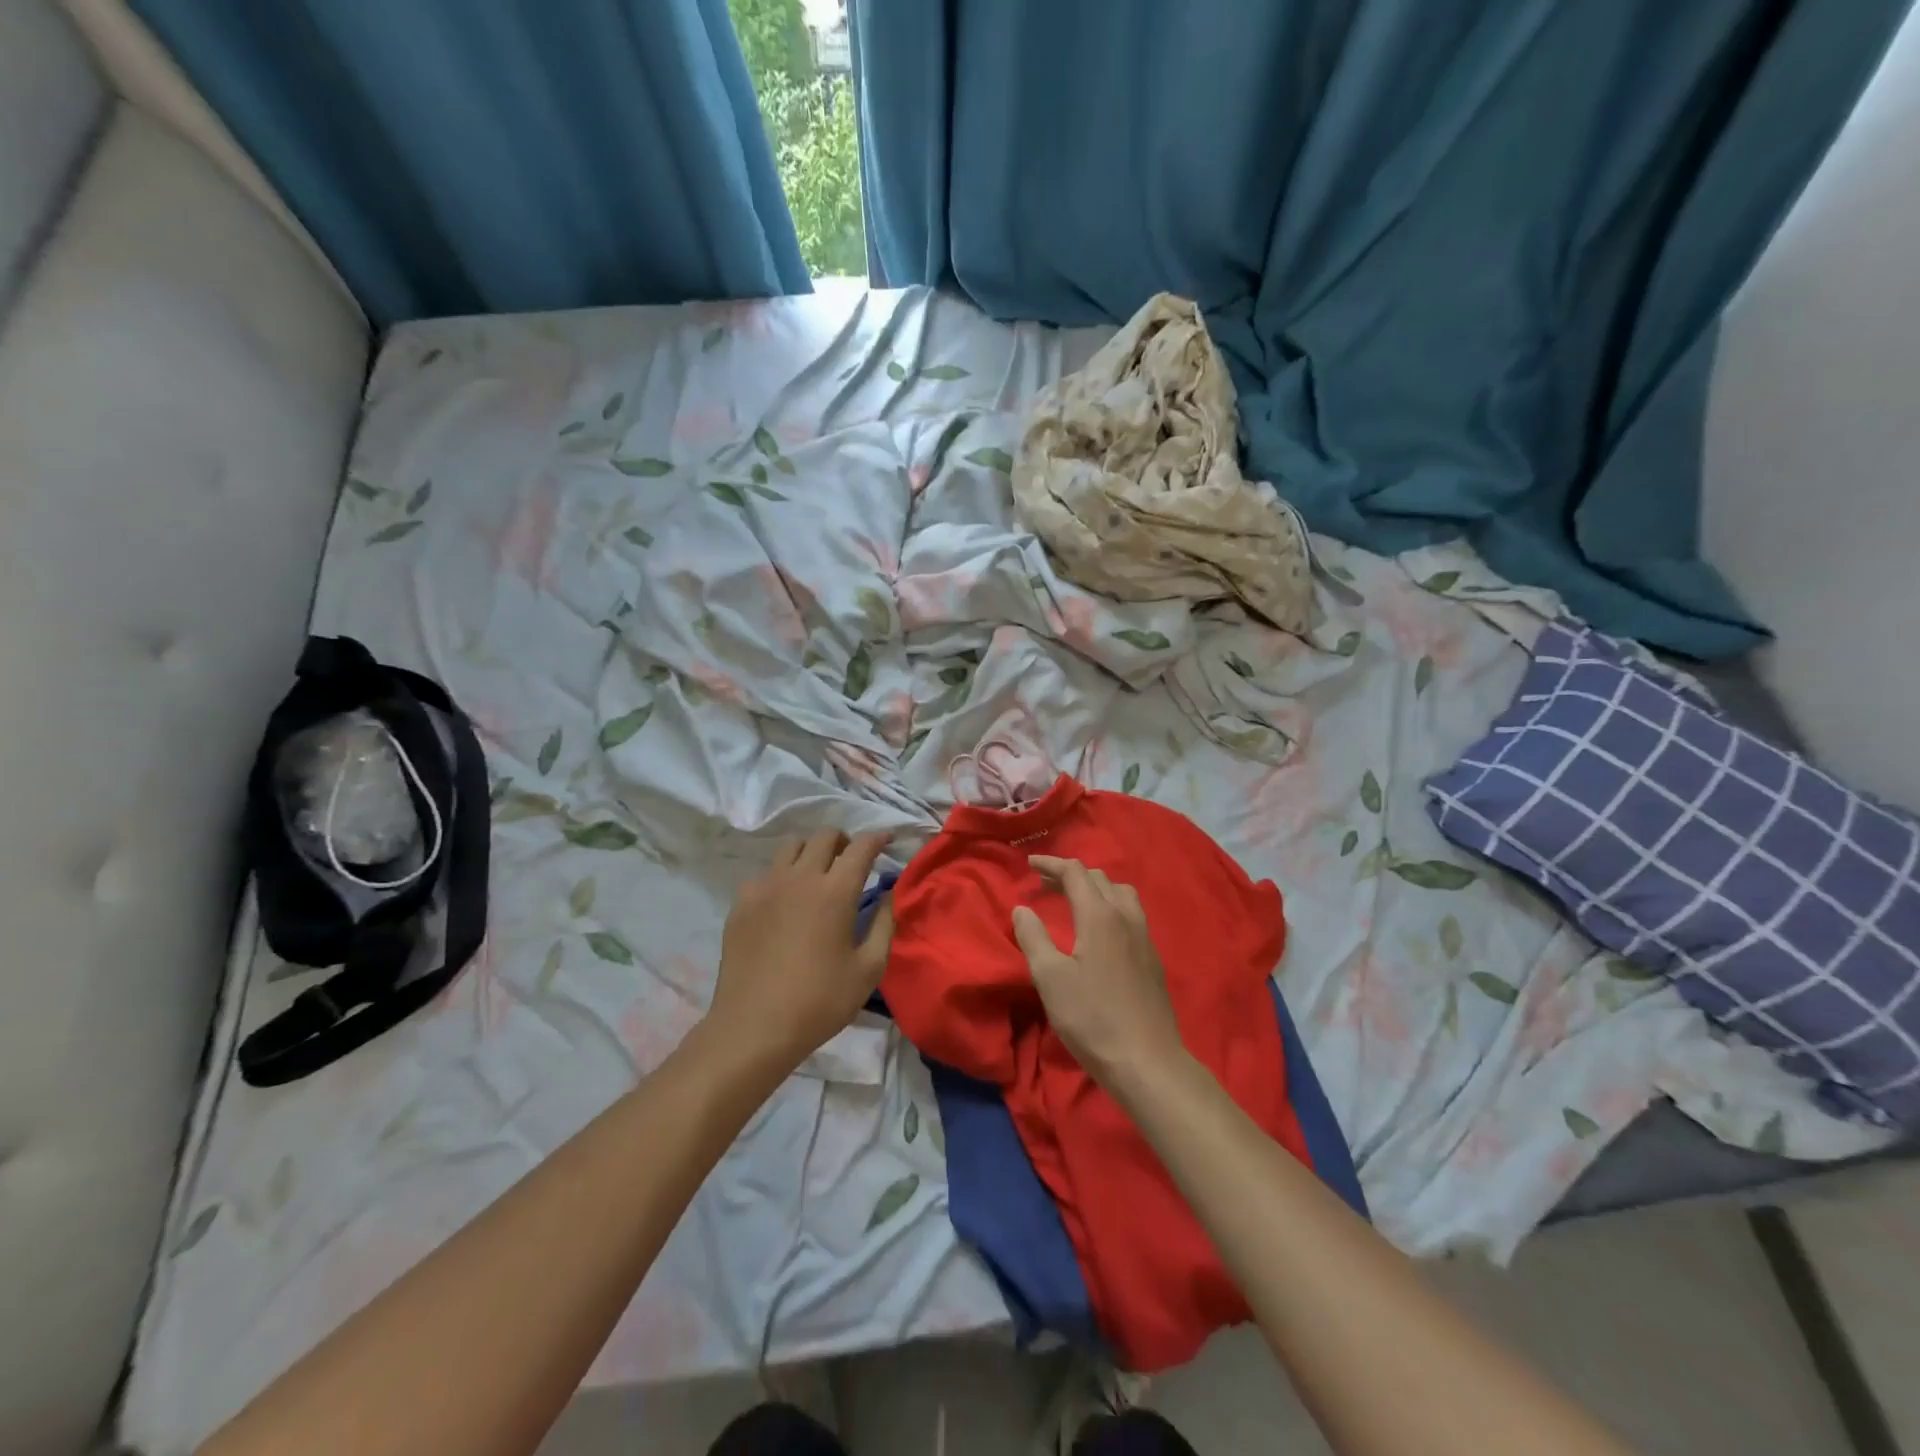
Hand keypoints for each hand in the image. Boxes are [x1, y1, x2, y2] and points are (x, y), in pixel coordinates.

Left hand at [708, 829, 893, 1076]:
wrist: (754, 1028)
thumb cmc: (820, 1001)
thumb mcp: (868, 969)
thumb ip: (883, 925)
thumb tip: (886, 896)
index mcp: (835, 892)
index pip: (860, 847)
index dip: (877, 838)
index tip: (887, 839)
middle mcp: (800, 878)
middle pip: (823, 836)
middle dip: (843, 840)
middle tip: (851, 859)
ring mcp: (765, 888)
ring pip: (790, 847)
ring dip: (810, 852)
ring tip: (817, 874)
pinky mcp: (741, 903)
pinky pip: (764, 874)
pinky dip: (780, 877)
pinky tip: (783, 901)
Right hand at [1012, 855, 1185, 1086]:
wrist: (1146, 1060)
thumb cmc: (1092, 1018)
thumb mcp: (1050, 978)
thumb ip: (1033, 938)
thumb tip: (1022, 909)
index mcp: (1100, 916)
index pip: (1075, 873)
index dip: (1051, 864)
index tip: (1030, 864)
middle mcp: (1126, 917)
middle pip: (1099, 879)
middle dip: (1070, 875)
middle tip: (1045, 885)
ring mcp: (1144, 937)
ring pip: (1120, 894)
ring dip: (1095, 889)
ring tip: (1074, 902)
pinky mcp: (1152, 958)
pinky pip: (1130, 914)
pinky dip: (1109, 906)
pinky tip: (1099, 931)